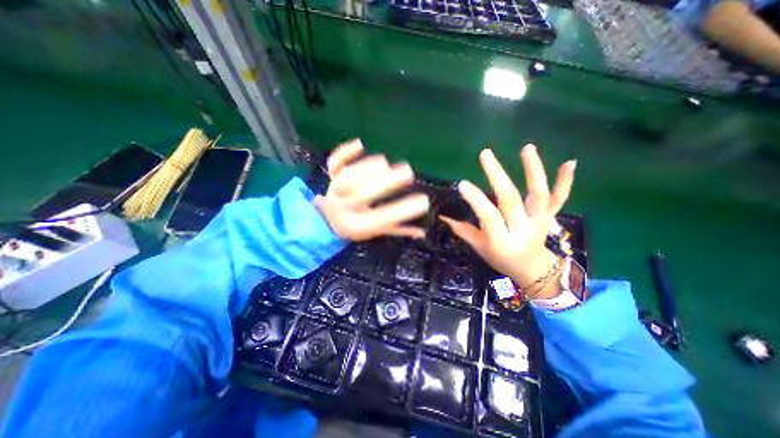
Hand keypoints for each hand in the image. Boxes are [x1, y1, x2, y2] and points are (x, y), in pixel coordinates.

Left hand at [313, 138, 428, 240]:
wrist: (325, 221)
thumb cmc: (355, 225)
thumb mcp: (376, 231)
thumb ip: (398, 231)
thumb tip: (422, 232)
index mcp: (357, 225)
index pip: (381, 218)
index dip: (402, 211)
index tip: (423, 201)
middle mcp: (345, 208)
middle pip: (363, 195)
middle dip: (386, 183)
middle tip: (408, 173)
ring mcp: (335, 191)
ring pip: (349, 177)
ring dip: (368, 168)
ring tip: (386, 164)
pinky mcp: (331, 177)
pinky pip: (334, 163)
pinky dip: (345, 152)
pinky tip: (360, 144)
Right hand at [442, 146, 573, 299]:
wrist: (533, 269)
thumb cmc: (501, 259)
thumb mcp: (479, 248)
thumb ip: (463, 230)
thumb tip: (442, 216)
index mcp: (501, 241)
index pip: (488, 217)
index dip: (476, 200)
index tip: (462, 183)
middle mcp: (522, 230)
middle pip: (510, 200)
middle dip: (497, 175)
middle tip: (485, 154)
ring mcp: (539, 221)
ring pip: (538, 195)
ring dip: (533, 170)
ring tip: (527, 148)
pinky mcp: (549, 216)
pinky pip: (559, 199)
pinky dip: (565, 182)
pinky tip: (569, 162)